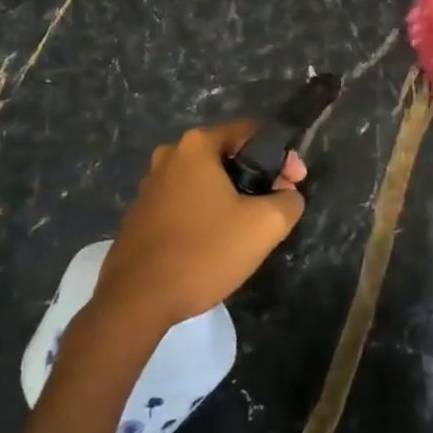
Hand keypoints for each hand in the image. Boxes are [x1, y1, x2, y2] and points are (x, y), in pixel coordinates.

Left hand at [85, 121, 306, 336]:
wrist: (137, 299)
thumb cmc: (204, 251)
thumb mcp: (264, 225)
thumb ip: (288, 201)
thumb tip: (288, 195)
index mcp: (196, 146)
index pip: (250, 133)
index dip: (281, 156)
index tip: (295, 184)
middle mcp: (169, 156)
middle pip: (227, 156)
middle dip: (257, 177)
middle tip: (277, 206)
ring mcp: (150, 186)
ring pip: (205, 182)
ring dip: (231, 197)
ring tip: (250, 228)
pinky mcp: (141, 215)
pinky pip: (185, 203)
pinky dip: (206, 213)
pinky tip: (217, 242)